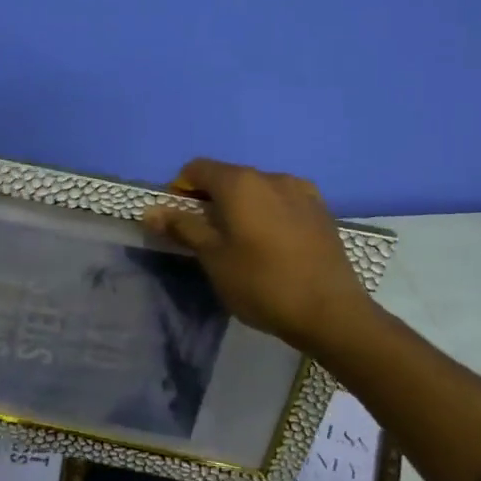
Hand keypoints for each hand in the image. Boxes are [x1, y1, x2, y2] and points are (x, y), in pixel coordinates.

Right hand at [142, 158, 380, 351]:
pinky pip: (283, 202)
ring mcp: (301, 191)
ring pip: (257, 189)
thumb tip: (150, 210)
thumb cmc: (261, 283)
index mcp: (240, 182)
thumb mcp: (213, 258)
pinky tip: (273, 244)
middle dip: (210, 199)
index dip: (180, 190)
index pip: (197, 168)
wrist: (331, 312)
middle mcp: (270, 176)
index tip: (179, 221)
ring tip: (243, 243)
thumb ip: (182, 227)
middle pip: (228, 177)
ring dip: (241, 206)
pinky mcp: (321, 211)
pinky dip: (269, 213)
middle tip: (207, 237)